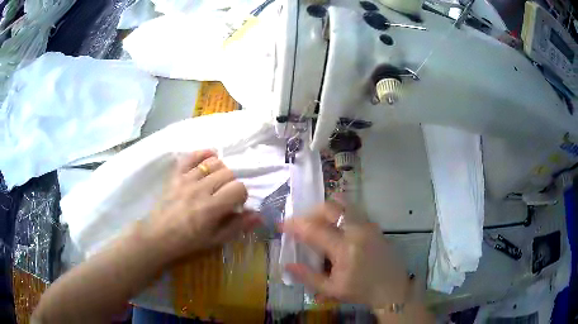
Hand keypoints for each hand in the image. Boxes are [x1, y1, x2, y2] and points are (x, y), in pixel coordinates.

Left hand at [145, 150, 260, 262]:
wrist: (158, 236)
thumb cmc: (188, 242)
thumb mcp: (215, 240)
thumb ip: (237, 226)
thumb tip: (258, 215)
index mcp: (211, 208)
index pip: (238, 188)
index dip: (241, 195)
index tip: (236, 204)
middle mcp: (200, 189)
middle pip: (228, 173)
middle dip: (232, 183)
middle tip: (225, 195)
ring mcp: (186, 180)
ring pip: (213, 163)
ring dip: (220, 170)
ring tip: (216, 181)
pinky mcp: (175, 175)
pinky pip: (191, 156)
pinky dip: (203, 153)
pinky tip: (210, 157)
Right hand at [281, 202, 410, 308]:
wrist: (393, 288)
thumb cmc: (361, 291)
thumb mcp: (332, 289)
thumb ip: (308, 276)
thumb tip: (287, 265)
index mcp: (344, 249)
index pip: (313, 230)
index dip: (294, 225)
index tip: (281, 224)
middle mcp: (357, 231)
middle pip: (330, 207)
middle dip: (311, 211)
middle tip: (302, 223)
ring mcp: (368, 225)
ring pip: (344, 205)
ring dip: (326, 210)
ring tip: (318, 223)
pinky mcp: (375, 225)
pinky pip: (354, 211)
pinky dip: (340, 213)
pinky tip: (337, 228)